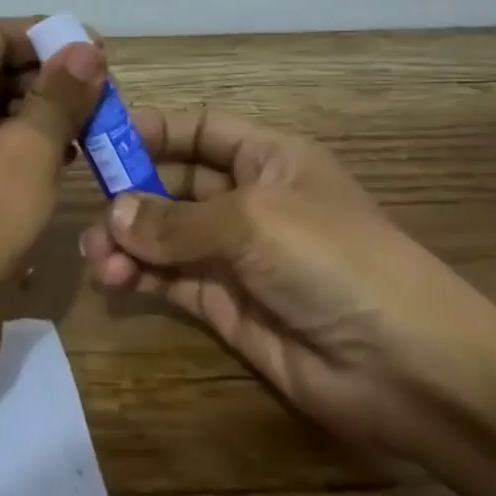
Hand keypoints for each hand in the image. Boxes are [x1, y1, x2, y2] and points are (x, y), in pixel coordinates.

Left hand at [0, 17, 105, 356]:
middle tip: (102, 94)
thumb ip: (60, 95)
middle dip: (49, 77)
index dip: (47, 36)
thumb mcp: (27, 152)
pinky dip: (27, 148)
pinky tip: (64, 160)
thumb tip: (86, 48)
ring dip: (43, 113)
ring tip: (91, 126)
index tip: (97, 52)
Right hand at [79, 107, 495, 456]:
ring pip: (167, 236)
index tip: (100, 137)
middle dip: (132, 192)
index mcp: (269, 158)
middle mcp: (250, 200)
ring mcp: (238, 256)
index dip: (153, 129)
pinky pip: (173, 281)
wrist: (406, 367)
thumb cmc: (333, 260)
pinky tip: (115, 280)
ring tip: (97, 257)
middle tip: (89, 210)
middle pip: (176, 182)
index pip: (201, 129)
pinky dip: (141, 277)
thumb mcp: (253, 220)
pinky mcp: (228, 307)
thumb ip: (177, 219)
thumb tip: (113, 214)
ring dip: (129, 240)